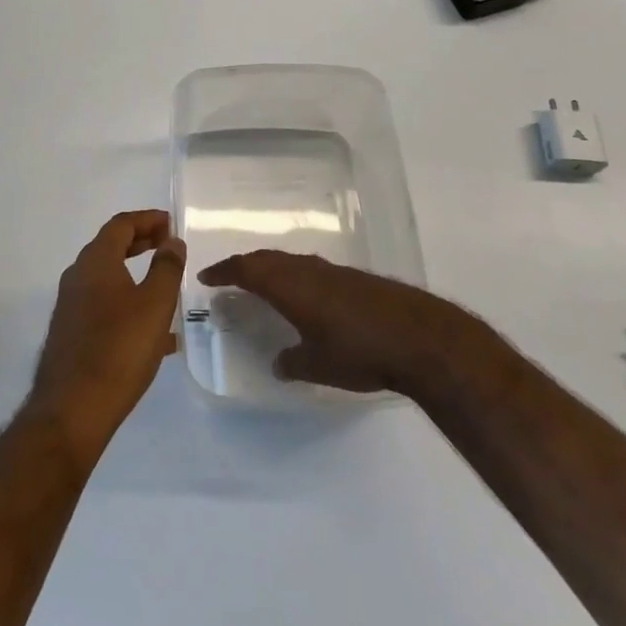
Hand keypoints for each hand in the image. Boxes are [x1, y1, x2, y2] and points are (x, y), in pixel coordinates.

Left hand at [28, 210, 185, 461]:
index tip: (171, 223)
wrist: (72, 409)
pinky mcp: (71, 334)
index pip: (121, 224)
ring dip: (136, 277)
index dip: (147, 219)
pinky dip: (128, 306)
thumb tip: (172, 241)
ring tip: (167, 291)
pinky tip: (155, 337)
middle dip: (141, 243)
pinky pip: (104, 307)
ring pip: (108, 280)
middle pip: (111, 248)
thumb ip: (167, 268)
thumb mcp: (155, 304)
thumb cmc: (119, 349)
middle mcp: (77, 277)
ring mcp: (70, 306)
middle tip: (168, 247)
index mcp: (95, 261)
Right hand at [198, 251, 467, 393]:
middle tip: (229, 277)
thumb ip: (293, 363)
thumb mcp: (317, 365)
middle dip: (245, 266)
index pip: (246, 270)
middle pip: (267, 259)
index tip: (206, 277)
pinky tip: (305, 297)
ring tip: (262, 284)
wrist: (420, 338)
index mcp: (289, 285)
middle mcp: (307, 270)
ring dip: (272, 269)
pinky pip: (312, 270)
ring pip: (291, 262)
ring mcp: (334, 271)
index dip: (224, 272)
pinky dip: (296, 277)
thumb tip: (280, 363)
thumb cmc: (359, 351)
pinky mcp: (356, 280)